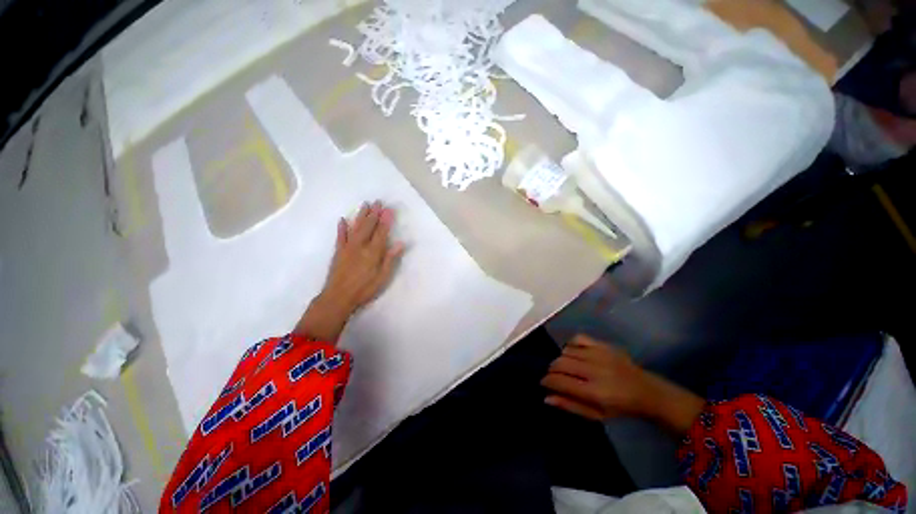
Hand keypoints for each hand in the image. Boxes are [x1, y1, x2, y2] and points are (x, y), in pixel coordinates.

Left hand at [294, 201, 404, 340]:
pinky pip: (340, 236)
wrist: (338, 297)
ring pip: (355, 227)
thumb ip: (390, 259)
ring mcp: (348, 247)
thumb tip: (400, 243)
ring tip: (365, 205)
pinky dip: (342, 227)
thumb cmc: (364, 289)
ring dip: (361, 215)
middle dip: (374, 213)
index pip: (381, 232)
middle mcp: (360, 246)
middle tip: (378, 202)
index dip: (386, 220)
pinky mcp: (338, 252)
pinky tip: (343, 219)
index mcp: (373, 252)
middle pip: (368, 226)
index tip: (389, 209)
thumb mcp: (383, 277)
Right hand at [540, 335, 705, 434]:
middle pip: (559, 363)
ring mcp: (598, 354)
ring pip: (566, 350)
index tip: (544, 383)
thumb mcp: (596, 414)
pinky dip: (571, 344)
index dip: (546, 381)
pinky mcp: (603, 345)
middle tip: (555, 376)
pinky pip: (578, 338)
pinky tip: (575, 353)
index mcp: (593, 391)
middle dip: (551, 370)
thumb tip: (546, 397)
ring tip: (567, 367)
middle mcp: (594, 370)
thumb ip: (570, 405)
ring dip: (561, 359)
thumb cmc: (619, 407)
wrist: (646, 392)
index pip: (559, 381)